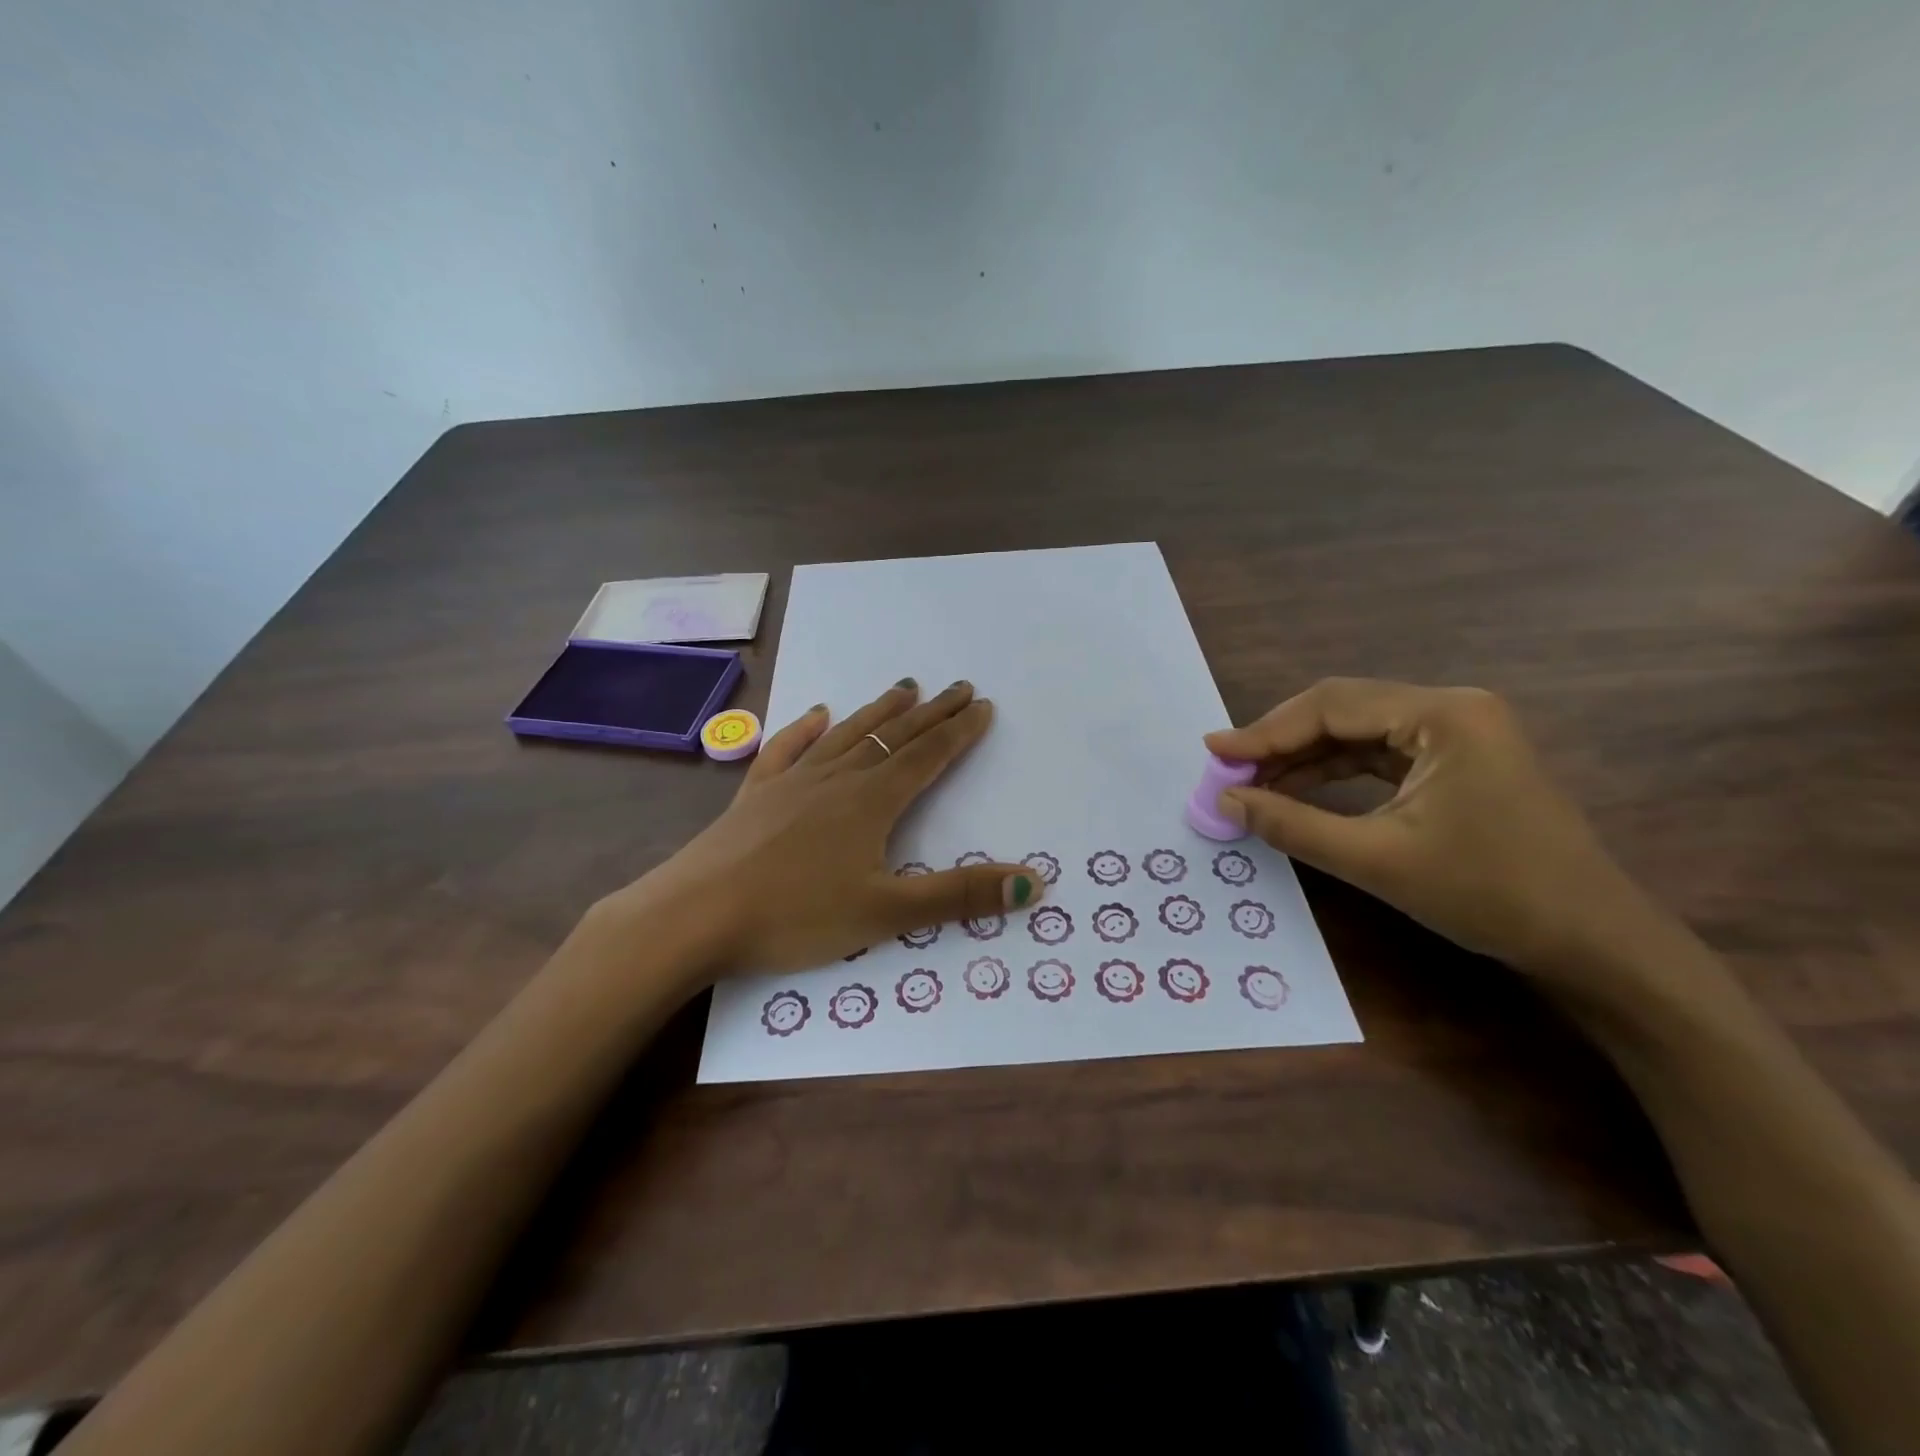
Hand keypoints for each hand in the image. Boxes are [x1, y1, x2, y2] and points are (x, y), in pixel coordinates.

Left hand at [599, 679, 1043, 977]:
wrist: (694, 915)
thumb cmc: (795, 916)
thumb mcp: (886, 913)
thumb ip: (960, 896)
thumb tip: (1034, 883)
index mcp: (871, 802)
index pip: (927, 756)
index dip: (958, 732)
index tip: (982, 705)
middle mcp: (836, 779)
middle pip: (892, 736)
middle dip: (930, 713)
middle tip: (957, 688)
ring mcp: (792, 782)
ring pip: (846, 734)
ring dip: (878, 711)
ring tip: (904, 688)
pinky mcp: (755, 794)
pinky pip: (786, 749)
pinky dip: (805, 729)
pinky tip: (814, 714)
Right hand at [1206, 678, 1654, 977]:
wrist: (1592, 942)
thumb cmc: (1489, 895)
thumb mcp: (1377, 860)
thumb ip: (1292, 824)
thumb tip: (1224, 801)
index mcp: (1443, 715)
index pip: (1331, 707)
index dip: (1265, 730)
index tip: (1213, 752)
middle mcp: (1451, 708)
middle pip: (1342, 710)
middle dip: (1280, 740)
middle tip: (1227, 769)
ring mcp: (1457, 732)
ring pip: (1356, 731)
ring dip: (1302, 756)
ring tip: (1251, 782)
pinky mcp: (1456, 759)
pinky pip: (1378, 753)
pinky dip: (1333, 770)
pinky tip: (1297, 788)